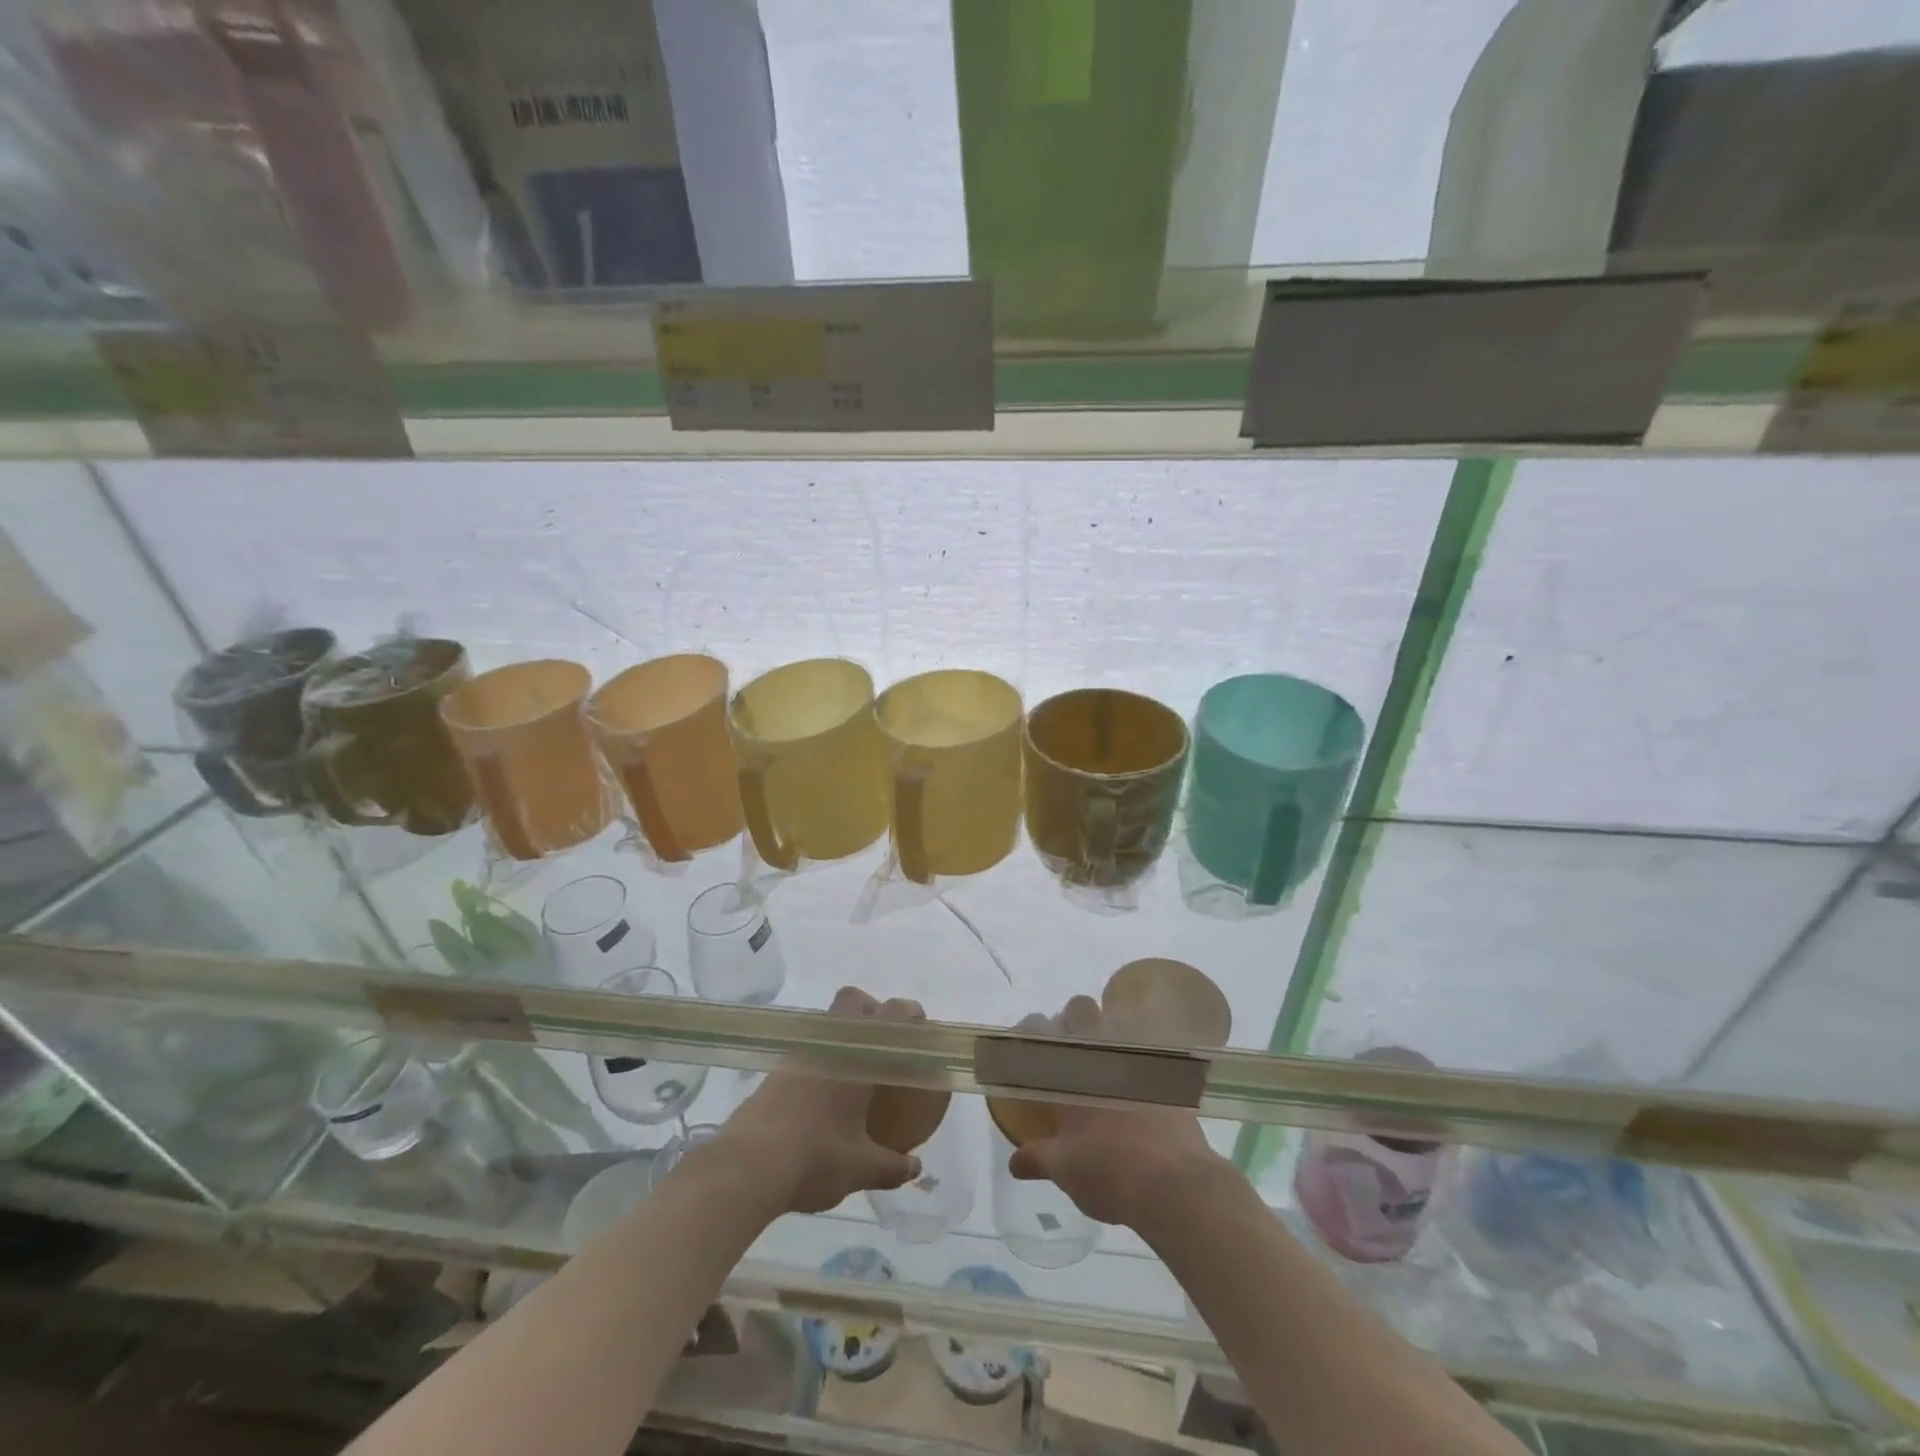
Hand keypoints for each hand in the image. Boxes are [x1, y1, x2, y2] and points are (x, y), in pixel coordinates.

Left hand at [704, 987, 924, 1214]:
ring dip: (842, 1037)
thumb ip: (891, 1166)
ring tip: (854, 1075)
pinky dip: (820, 1062)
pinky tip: (823, 1099)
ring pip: (826, 1025)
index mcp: (856, 1056)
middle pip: (851, 1000)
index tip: (919, 1030)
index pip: (890, 1015)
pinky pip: (806, 1051)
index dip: (909, 1014)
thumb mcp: (860, 1168)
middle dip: (870, 1010)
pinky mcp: (774, 1073)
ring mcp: (797, 1056)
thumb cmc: (814, 1158)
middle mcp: (828, 1044)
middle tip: (882, 1043)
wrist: (744, 1169)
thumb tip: (916, 1169)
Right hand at [1006, 996, 1229, 1230]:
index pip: (1038, 1030)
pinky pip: (1149, 1051)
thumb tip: (1015, 1162)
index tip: (1028, 1047)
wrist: (1174, 1184)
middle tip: (1069, 1053)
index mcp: (1067, 1072)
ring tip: (1105, 1067)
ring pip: (1117, 1022)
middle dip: (1072, 1020)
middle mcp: (1099, 1054)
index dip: (1029, 1030)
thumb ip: (1037, 1158)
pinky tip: (1139, 1088)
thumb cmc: (1107, 1171)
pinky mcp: (1168, 1073)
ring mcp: (1136, 1059)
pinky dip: (1140, 1061)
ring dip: (1108, 1035)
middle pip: (1080, 1008)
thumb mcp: (1064, 1170)